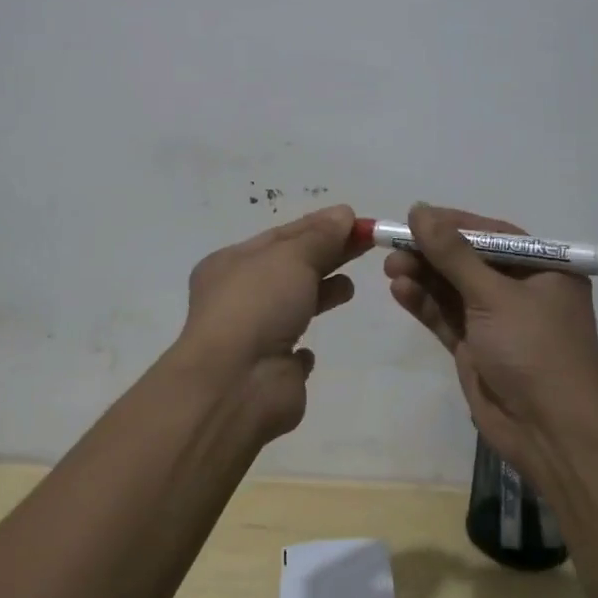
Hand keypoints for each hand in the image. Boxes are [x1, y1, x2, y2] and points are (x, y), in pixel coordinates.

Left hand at [172, 204, 368, 440]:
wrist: (237, 384)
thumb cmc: (258, 306)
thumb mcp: (291, 257)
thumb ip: (320, 237)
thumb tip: (344, 213)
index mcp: (230, 263)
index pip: (282, 235)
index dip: (320, 226)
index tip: (358, 221)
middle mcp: (237, 297)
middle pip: (291, 267)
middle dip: (327, 255)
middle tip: (367, 244)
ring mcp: (253, 335)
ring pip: (292, 305)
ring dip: (320, 293)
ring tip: (350, 286)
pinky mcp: (271, 371)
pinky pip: (290, 350)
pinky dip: (304, 342)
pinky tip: (317, 343)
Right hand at [384, 203, 597, 485]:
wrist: (553, 435)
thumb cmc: (535, 351)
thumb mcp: (494, 296)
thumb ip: (453, 254)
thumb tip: (419, 209)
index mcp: (544, 269)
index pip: (492, 234)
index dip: (452, 224)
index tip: (414, 216)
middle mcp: (522, 290)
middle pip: (468, 260)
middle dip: (431, 253)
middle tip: (393, 246)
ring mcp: (498, 321)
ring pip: (453, 289)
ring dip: (423, 277)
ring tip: (390, 268)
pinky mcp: (477, 348)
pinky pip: (447, 317)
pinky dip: (424, 304)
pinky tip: (400, 290)